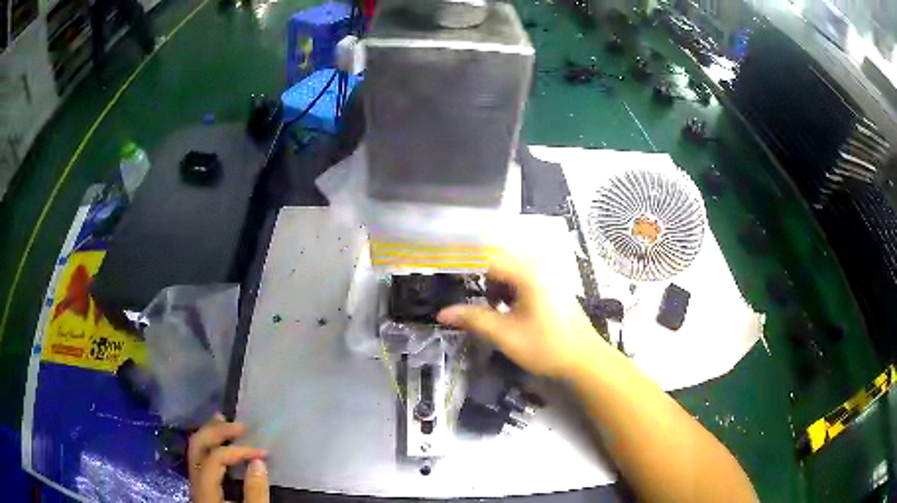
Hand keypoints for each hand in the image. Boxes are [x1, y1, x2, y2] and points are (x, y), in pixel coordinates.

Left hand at [188, 414, 268, 502]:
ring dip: (210, 434)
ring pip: (194, 451)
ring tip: (224, 422)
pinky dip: (210, 446)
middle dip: (216, 432)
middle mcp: (195, 483)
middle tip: (239, 425)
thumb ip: (255, 492)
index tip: (263, 453)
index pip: (215, 458)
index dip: (238, 451)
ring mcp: (195, 485)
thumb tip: (258, 461)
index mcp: (205, 491)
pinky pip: (200, 460)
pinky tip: (219, 443)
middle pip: (196, 447)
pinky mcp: (201, 489)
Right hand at [437, 251, 605, 378]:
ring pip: (512, 271)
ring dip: (496, 286)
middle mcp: (539, 267)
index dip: (465, 268)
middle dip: (481, 278)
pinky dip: (510, 290)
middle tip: (467, 296)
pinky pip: (524, 279)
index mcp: (527, 272)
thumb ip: (473, 319)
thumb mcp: (505, 334)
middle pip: (499, 262)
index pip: (487, 258)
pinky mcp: (553, 287)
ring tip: (490, 307)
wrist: (584, 360)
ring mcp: (548, 276)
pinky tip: (509, 309)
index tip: (448, 279)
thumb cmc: (546, 346)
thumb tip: (442, 313)